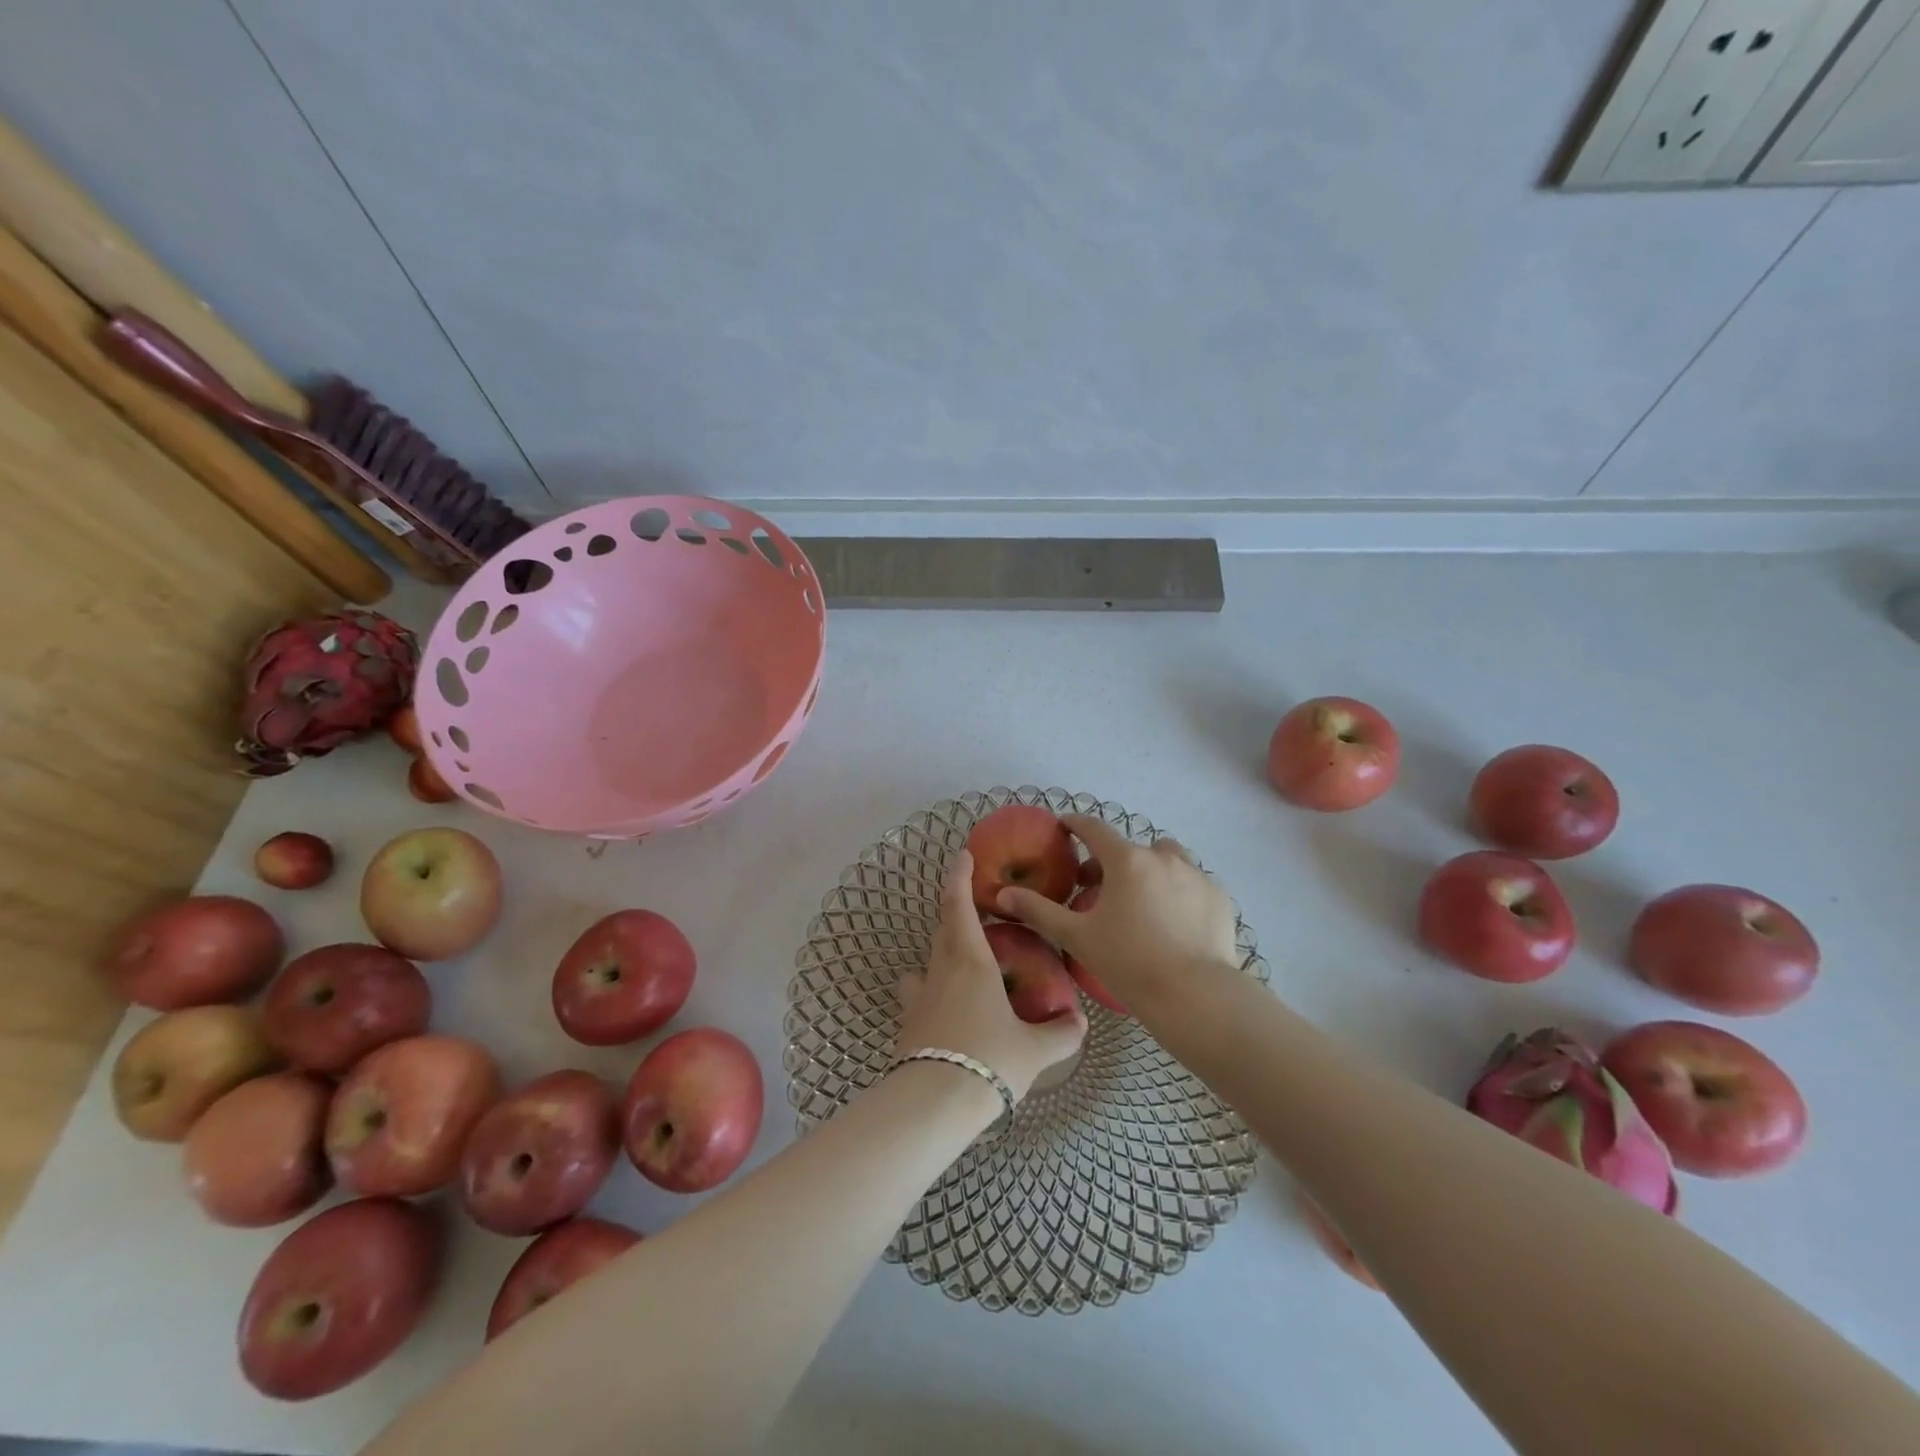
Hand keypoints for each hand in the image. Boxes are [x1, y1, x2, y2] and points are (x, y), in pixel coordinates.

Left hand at [896, 850, 1086, 1100]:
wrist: (932, 1104)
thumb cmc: (989, 1060)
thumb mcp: (1035, 1050)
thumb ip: (1061, 1033)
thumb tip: (1079, 1022)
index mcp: (971, 962)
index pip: (959, 906)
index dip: (959, 877)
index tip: (962, 855)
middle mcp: (940, 971)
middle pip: (943, 929)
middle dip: (956, 913)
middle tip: (975, 909)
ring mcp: (918, 997)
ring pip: (927, 962)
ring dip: (942, 953)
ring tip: (962, 963)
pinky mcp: (907, 1024)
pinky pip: (919, 994)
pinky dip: (932, 990)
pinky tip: (948, 1009)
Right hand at [995, 815, 1239, 1011]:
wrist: (1195, 996)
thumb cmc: (1129, 962)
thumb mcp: (1077, 937)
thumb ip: (1038, 911)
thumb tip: (1003, 895)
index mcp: (1126, 860)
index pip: (1094, 829)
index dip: (1076, 825)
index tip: (1065, 826)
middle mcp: (1163, 857)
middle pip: (1130, 847)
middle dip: (1111, 860)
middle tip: (1097, 889)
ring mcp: (1196, 875)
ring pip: (1167, 858)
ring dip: (1150, 869)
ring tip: (1141, 900)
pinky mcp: (1219, 897)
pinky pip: (1192, 882)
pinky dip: (1178, 890)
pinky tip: (1173, 920)